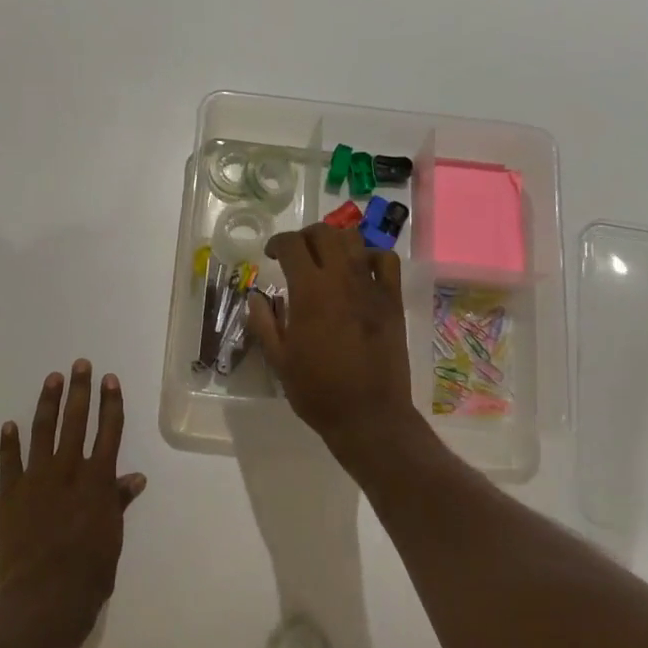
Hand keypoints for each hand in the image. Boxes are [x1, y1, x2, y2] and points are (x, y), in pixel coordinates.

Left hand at [0, 361, 146, 624]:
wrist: (43, 596)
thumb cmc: (88, 572)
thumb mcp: (112, 537)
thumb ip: (118, 503)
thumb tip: (135, 478)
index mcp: (98, 481)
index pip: (108, 432)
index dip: (111, 404)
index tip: (110, 380)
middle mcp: (68, 472)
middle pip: (76, 422)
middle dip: (79, 391)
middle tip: (80, 364)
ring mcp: (35, 481)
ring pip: (43, 432)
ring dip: (48, 404)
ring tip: (52, 379)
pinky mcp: (9, 496)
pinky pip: (8, 463)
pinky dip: (9, 443)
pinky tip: (10, 424)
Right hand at [248, 224, 419, 452]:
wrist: (368, 415)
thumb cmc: (317, 391)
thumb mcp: (279, 360)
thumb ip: (264, 322)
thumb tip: (256, 297)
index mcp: (309, 292)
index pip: (292, 245)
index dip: (278, 243)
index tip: (271, 255)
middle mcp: (341, 279)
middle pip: (324, 233)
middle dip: (305, 237)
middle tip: (296, 255)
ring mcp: (371, 287)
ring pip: (354, 240)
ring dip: (335, 242)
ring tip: (326, 259)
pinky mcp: (392, 300)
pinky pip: (386, 260)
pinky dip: (370, 256)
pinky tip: (360, 271)